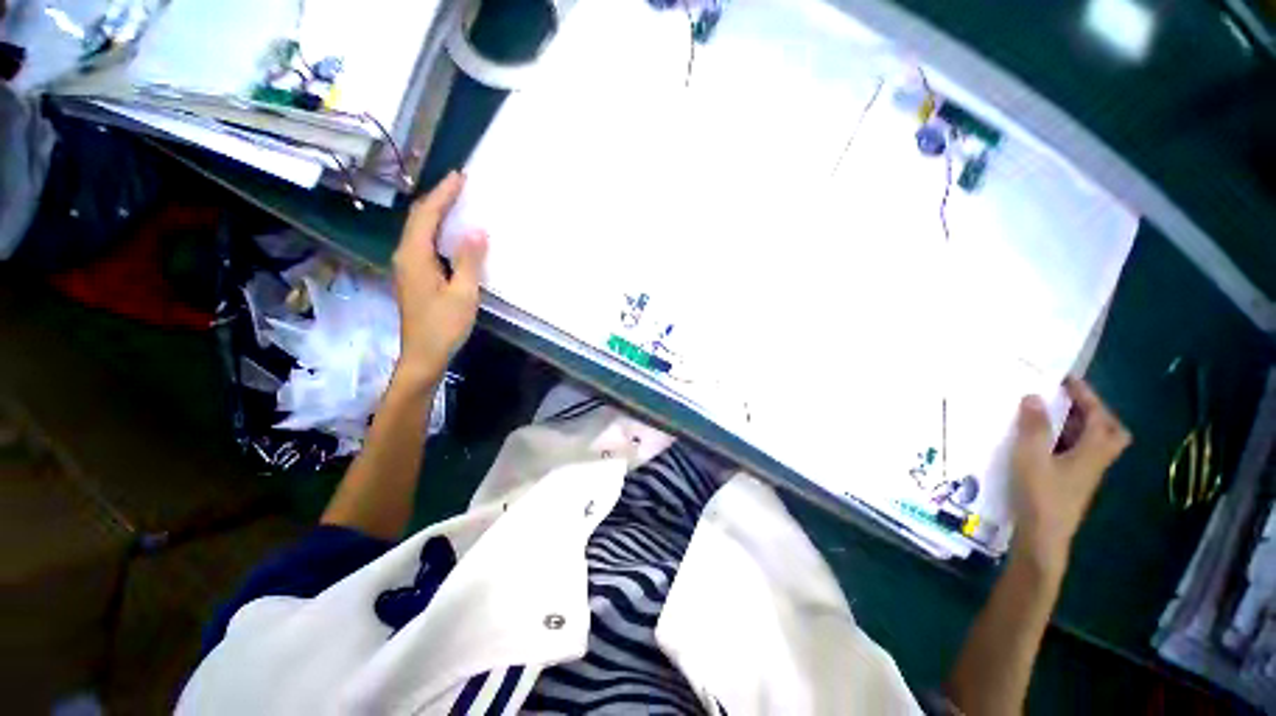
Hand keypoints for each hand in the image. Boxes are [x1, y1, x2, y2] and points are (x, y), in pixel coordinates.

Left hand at [391, 171, 487, 385]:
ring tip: (456, 200)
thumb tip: (477, 230)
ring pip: (419, 230)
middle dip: (438, 198)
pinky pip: (424, 243)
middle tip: (460, 183)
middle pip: (418, 218)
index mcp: (414, 256)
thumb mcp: (463, 293)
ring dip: (436, 212)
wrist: (424, 355)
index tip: (460, 176)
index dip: (443, 194)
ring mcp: (407, 266)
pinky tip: (451, 233)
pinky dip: (437, 230)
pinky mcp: (414, 276)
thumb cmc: (444, 326)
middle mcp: (405, 255)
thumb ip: (469, 260)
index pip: (427, 215)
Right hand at [1010, 377, 1130, 575]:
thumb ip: (1034, 426)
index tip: (1066, 379)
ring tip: (1049, 414)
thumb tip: (1033, 396)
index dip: (1086, 395)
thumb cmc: (1040, 495)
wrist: (1043, 536)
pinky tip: (1042, 441)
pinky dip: (1066, 439)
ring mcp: (1085, 474)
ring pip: (1093, 442)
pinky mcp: (1072, 482)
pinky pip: (1077, 452)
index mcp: (1093, 451)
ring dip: (1078, 424)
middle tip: (1067, 400)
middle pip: (1110, 431)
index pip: (1100, 416)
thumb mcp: (1031, 457)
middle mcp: (1096, 460)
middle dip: (1093, 412)